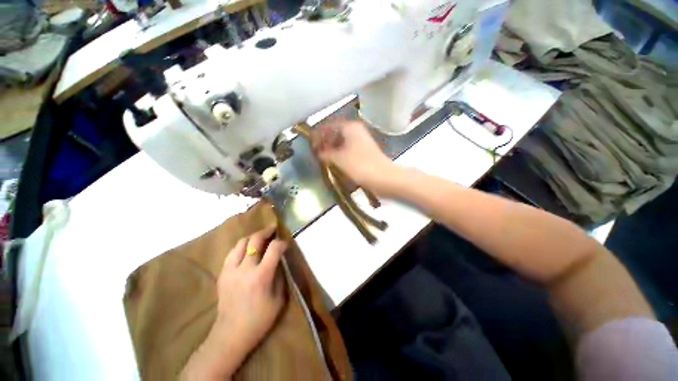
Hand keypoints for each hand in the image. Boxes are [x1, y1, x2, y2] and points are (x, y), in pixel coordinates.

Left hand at [214, 226, 286, 350]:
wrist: (230, 334)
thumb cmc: (260, 319)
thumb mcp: (279, 299)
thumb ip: (280, 275)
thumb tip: (279, 260)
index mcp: (261, 276)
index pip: (274, 248)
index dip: (281, 243)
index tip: (285, 245)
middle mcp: (245, 269)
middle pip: (255, 239)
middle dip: (266, 231)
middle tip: (272, 229)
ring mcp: (230, 270)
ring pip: (241, 243)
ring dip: (252, 237)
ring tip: (260, 238)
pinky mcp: (222, 274)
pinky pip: (232, 252)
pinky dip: (242, 247)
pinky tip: (247, 250)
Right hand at [311, 118, 394, 193]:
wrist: (383, 177)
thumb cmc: (360, 166)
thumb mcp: (339, 159)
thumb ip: (325, 154)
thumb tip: (318, 153)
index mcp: (349, 127)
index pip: (328, 126)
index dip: (317, 135)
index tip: (310, 144)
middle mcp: (355, 130)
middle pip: (335, 133)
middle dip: (324, 142)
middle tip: (315, 153)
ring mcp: (360, 141)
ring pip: (341, 142)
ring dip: (331, 149)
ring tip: (322, 159)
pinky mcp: (363, 151)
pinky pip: (347, 149)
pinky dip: (339, 154)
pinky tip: (334, 162)